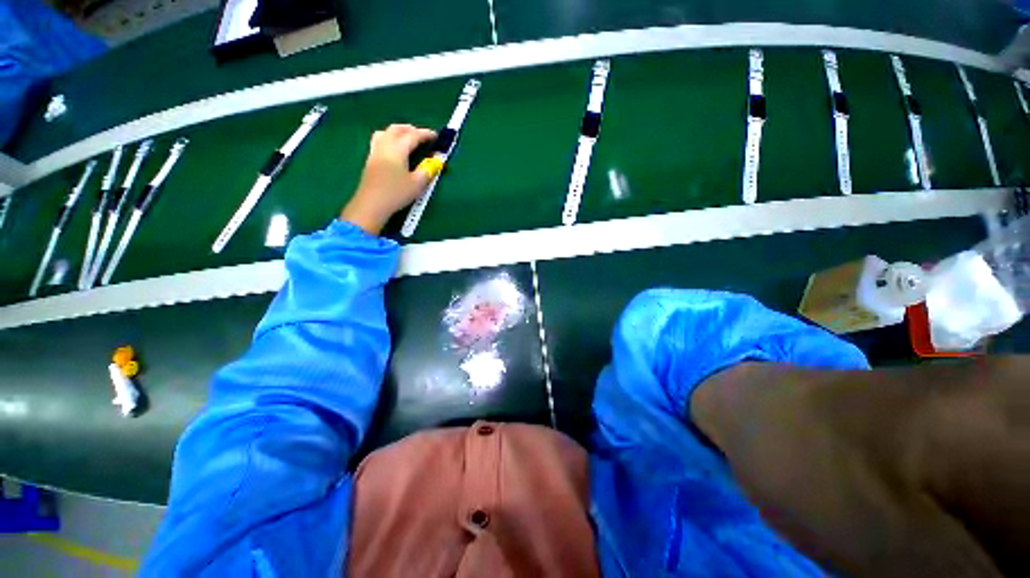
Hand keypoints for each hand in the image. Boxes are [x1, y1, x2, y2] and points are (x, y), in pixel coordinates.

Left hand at [340, 124, 440, 234]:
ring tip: (407, 139)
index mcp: (397, 150)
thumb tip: (435, 162)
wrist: (371, 204)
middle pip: (397, 129)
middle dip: (411, 129)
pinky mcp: (370, 160)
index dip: (425, 134)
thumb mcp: (417, 184)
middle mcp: (385, 146)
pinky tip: (395, 150)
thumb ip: (427, 171)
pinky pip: (380, 141)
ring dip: (398, 132)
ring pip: (385, 133)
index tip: (436, 136)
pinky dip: (390, 139)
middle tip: (422, 136)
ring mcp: (375, 152)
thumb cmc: (396, 194)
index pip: (413, 136)